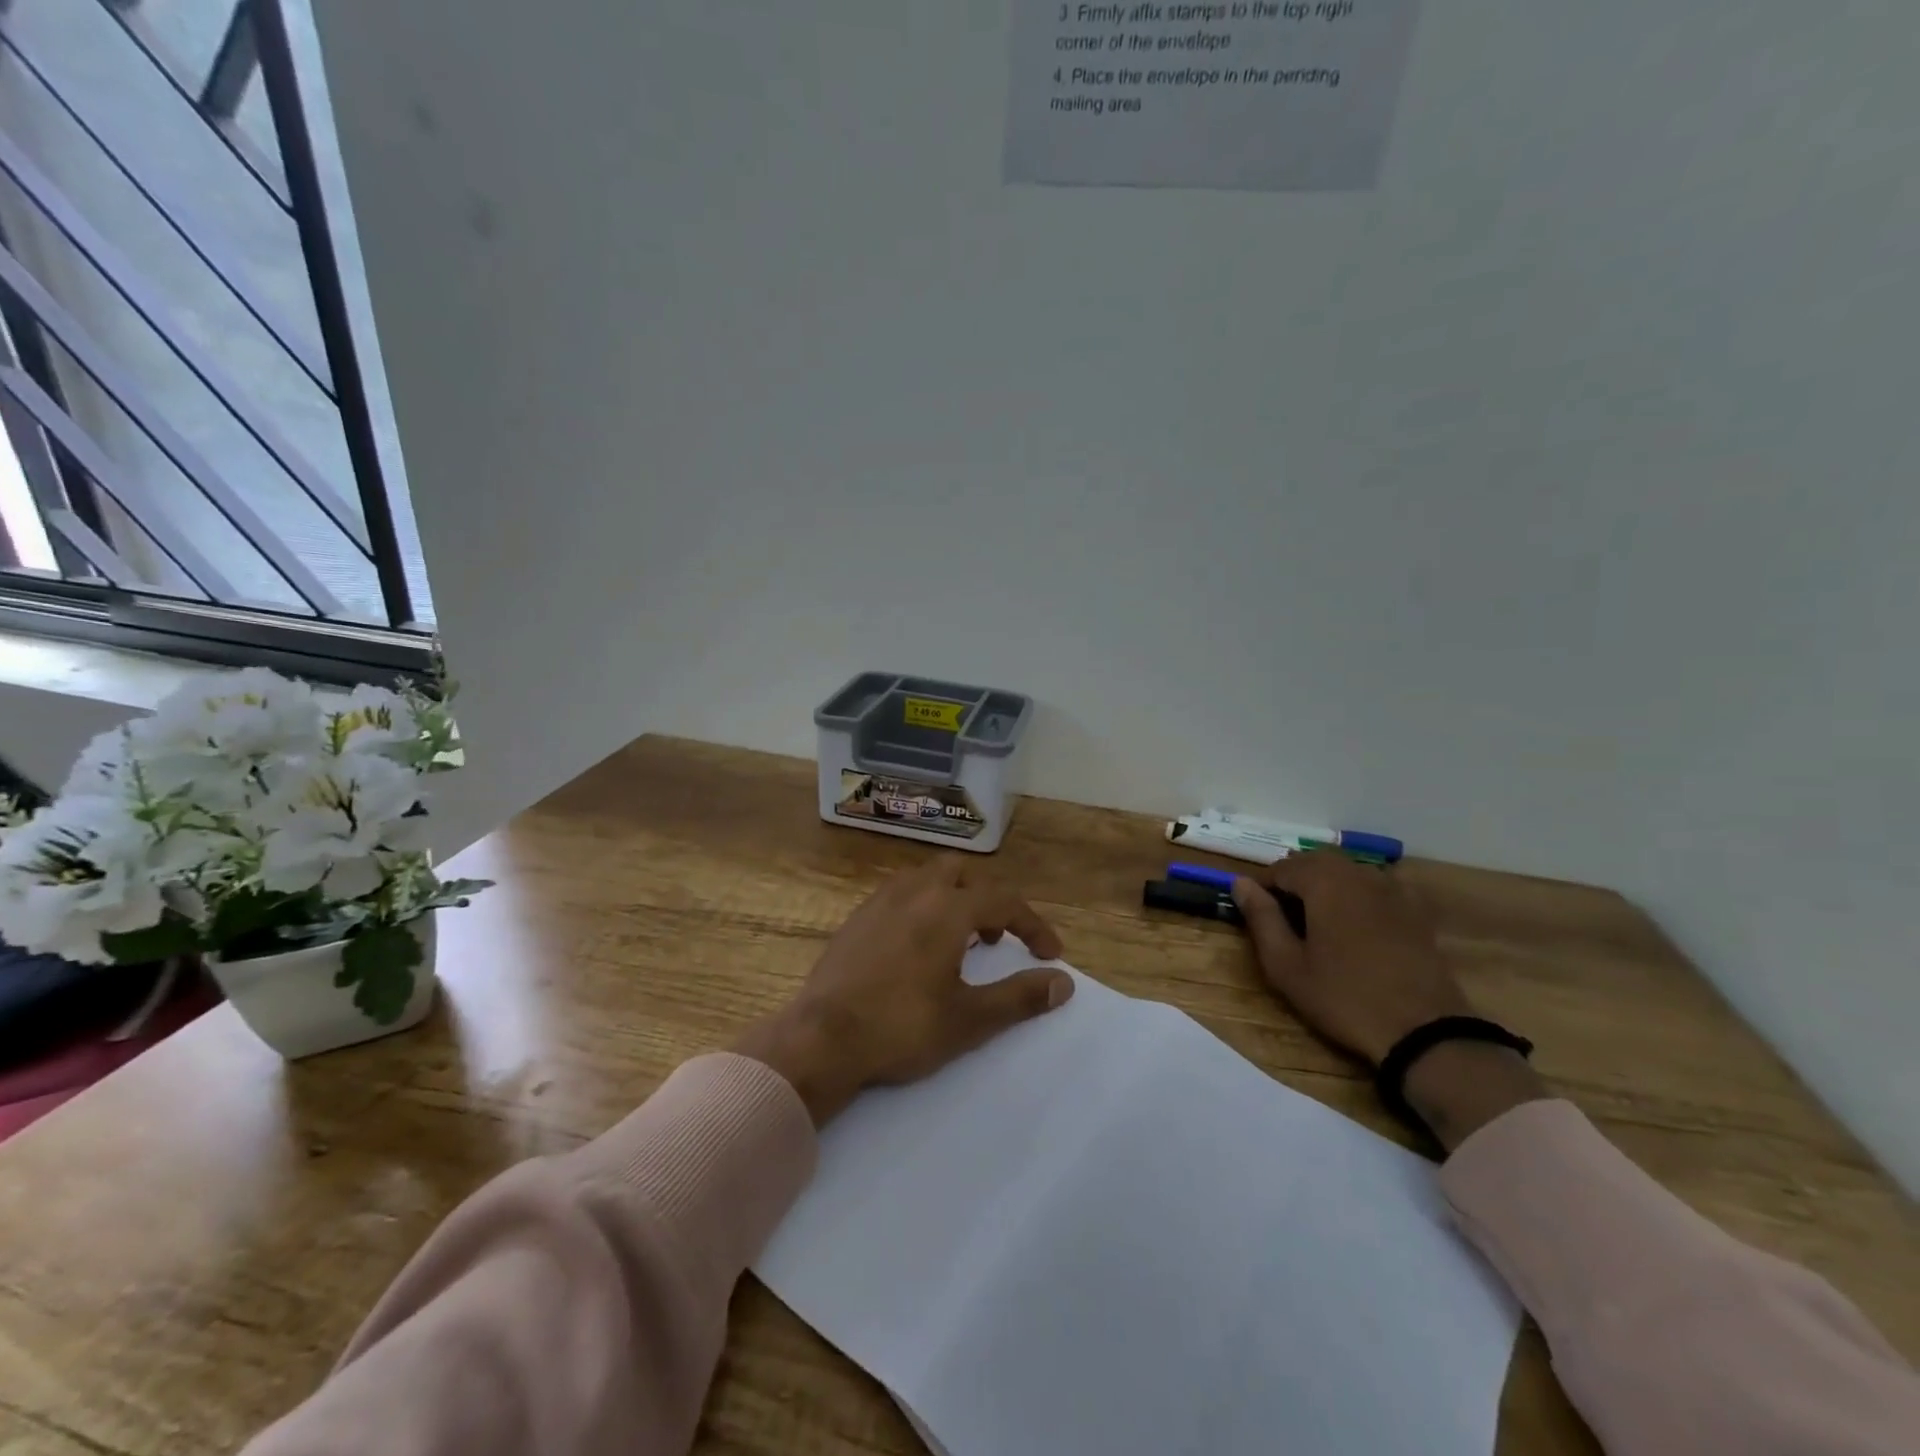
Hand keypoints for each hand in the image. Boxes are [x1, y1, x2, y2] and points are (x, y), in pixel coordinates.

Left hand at [734, 859, 1074, 1124]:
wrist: (821, 1038)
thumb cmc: (902, 1026)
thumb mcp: (970, 1019)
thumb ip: (1020, 997)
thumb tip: (1063, 982)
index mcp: (948, 908)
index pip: (1005, 902)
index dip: (1033, 925)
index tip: (1049, 955)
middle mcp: (915, 891)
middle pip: (962, 874)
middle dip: (988, 900)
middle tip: (996, 940)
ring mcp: (880, 901)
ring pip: (927, 880)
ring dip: (953, 900)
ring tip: (958, 942)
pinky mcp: (856, 919)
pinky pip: (900, 896)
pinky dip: (922, 908)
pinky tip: (916, 948)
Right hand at [1232, 852, 1546, 1151]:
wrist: (1425, 1031)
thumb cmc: (1344, 997)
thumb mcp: (1286, 965)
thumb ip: (1261, 918)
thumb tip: (1240, 883)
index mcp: (1325, 881)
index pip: (1281, 868)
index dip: (1263, 888)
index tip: (1256, 916)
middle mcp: (1359, 873)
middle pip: (1316, 862)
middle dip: (1295, 882)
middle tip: (1284, 919)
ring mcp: (1393, 889)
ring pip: (1347, 871)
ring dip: (1326, 886)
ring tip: (1317, 923)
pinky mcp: (1416, 910)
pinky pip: (1377, 887)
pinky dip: (1358, 895)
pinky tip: (1356, 925)